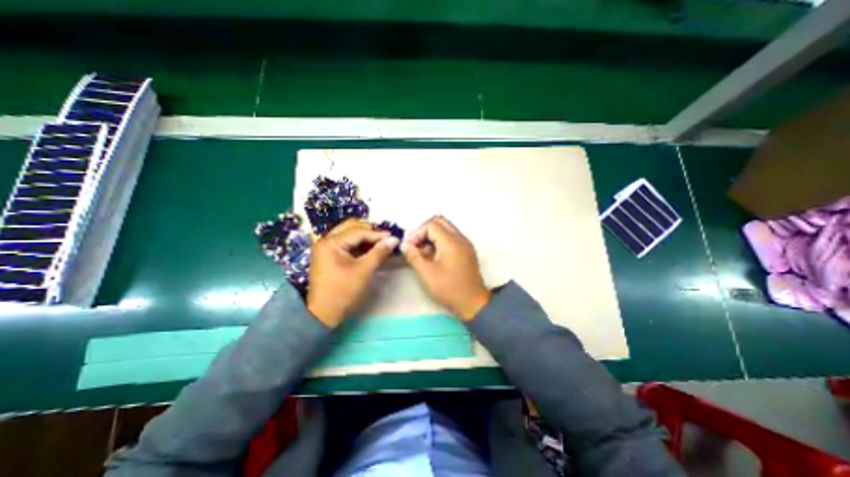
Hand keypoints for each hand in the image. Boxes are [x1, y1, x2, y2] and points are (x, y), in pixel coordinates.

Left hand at [308, 219, 401, 327]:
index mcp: (331, 243)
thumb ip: (379, 252)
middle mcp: (325, 240)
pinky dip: (358, 244)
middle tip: (385, 238)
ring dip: (364, 236)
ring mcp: (325, 247)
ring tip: (380, 243)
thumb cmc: (343, 291)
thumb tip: (394, 239)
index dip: (377, 234)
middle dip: (370, 231)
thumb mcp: (364, 270)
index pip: (358, 231)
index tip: (393, 237)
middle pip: (351, 227)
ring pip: (348, 233)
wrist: (323, 313)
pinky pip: (345, 242)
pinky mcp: (328, 255)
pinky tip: (370, 249)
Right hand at [402, 216, 491, 321]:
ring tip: (422, 253)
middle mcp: (460, 238)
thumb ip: (414, 256)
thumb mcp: (427, 274)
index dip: (417, 233)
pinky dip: (439, 242)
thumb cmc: (450, 289)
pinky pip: (451, 238)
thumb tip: (404, 245)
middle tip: (414, 245)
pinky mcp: (466, 251)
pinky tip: (432, 257)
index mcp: (451, 242)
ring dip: (431, 236)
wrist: (473, 303)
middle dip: (424, 231)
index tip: (408, 246)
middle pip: (440, 222)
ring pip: (445, 229)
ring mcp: (465, 244)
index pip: (431, 225)